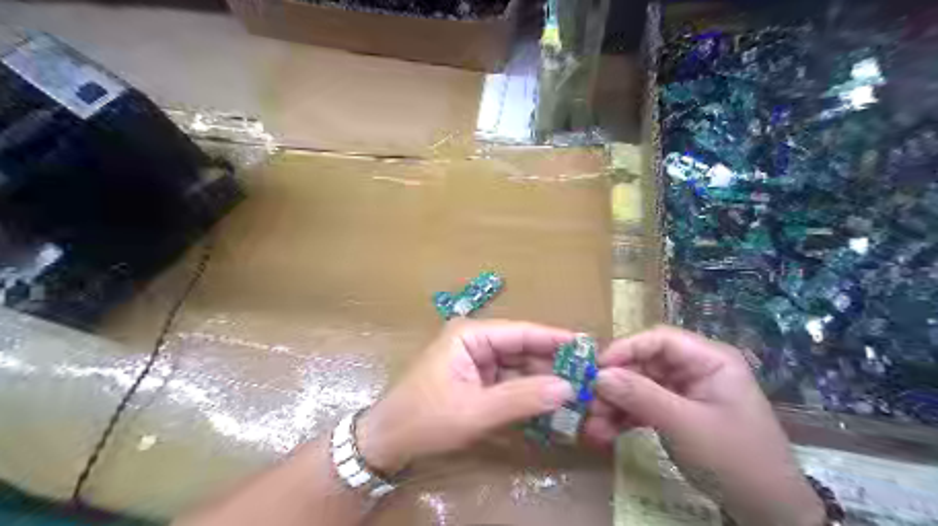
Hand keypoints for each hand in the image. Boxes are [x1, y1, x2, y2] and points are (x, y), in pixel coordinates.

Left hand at [355, 319, 576, 474]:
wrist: (388, 440)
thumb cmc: (426, 418)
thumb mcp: (476, 410)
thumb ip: (522, 398)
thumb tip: (568, 388)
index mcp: (471, 334)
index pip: (522, 332)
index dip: (555, 339)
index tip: (587, 346)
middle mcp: (475, 340)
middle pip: (522, 347)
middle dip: (552, 362)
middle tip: (588, 375)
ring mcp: (475, 360)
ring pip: (518, 365)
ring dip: (543, 379)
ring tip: (577, 390)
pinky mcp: (476, 379)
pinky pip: (509, 380)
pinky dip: (528, 391)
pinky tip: (550, 401)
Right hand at [588, 325, 822, 525]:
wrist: (769, 513)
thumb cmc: (735, 459)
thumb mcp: (685, 425)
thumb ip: (640, 395)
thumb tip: (598, 375)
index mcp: (709, 359)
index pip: (658, 339)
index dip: (624, 349)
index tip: (595, 368)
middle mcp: (694, 369)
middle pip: (644, 363)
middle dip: (615, 383)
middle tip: (587, 402)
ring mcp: (684, 392)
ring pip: (639, 386)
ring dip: (614, 404)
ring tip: (592, 425)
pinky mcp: (676, 413)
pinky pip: (644, 406)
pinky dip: (624, 418)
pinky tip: (604, 432)